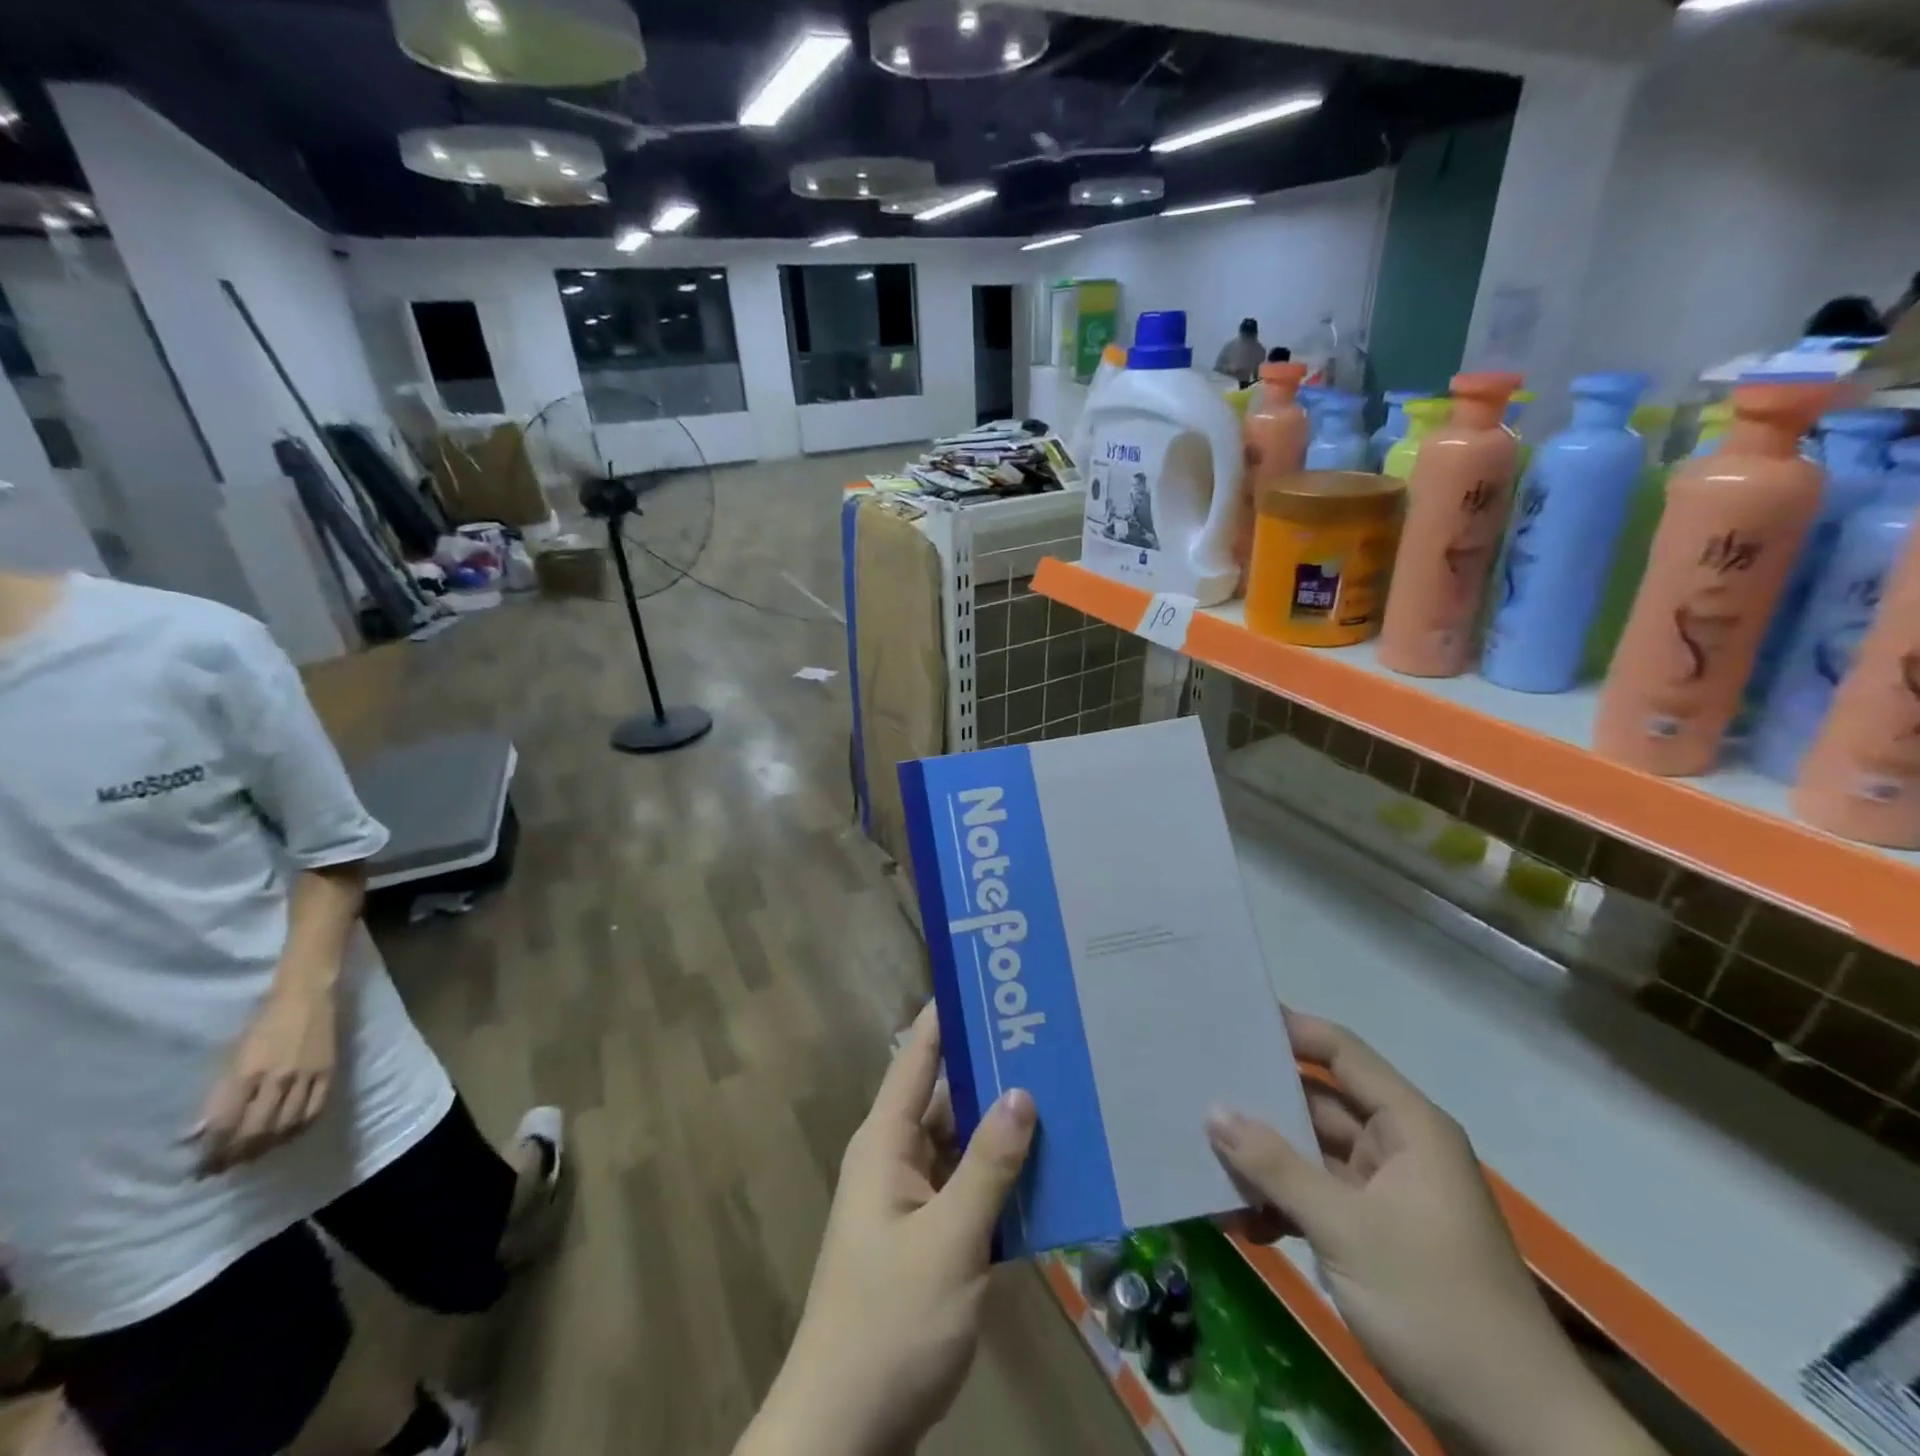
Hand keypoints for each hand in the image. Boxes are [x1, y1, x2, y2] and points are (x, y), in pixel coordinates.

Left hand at [193, 977, 336, 1174]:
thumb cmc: (261, 1023)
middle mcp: (278, 1078)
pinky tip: (286, 1137)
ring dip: (265, 1147)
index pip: (225, 1125)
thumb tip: (195, 1134)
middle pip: (256, 1130)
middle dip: (234, 1155)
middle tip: (220, 1170)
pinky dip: (298, 1129)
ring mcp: (308, 1075)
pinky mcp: (329, 1071)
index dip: (210, 1151)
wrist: (307, 995)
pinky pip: (315, 1109)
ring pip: (286, 1124)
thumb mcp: (231, 1055)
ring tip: (250, 1158)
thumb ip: (218, 1094)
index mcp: (247, 1072)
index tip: (198, 1168)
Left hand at [740, 1003, 1036, 1455]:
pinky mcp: (929, 1239)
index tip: (994, 980)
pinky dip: (1003, 1177)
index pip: (919, 1056)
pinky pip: (969, 1188)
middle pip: (947, 1096)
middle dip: (994, 1069)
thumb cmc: (890, 1323)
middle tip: (1052, 1037)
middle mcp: (896, 1158)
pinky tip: (1051, 1171)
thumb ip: (988, 1166)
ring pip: (963, 1144)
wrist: (846, 1434)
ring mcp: (912, 1201)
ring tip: (1064, 1091)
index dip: (949, 1014)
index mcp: (885, 1142)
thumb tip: (1022, 1091)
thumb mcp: (949, 1241)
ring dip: (1004, 1126)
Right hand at [1207, 1012, 1654, 1455]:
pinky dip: (1280, 1205)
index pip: (1341, 1053)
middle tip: (1195, 1086)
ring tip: (1202, 1154)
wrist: (1518, 1434)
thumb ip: (1276, 1166)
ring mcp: (1384, 1193)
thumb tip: (1213, 1110)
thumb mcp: (1346, 1229)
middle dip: (1260, 1101)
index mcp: (1407, 1127)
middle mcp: (1396, 1148)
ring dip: (1263, 1161)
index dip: (1290, 1030)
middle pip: (1317, 1103)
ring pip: (1309, 1154)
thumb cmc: (1437, 1305)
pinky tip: (1238, 1220)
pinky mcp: (1374, 1235)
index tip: (1230, 1022)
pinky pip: (1315, 1199)